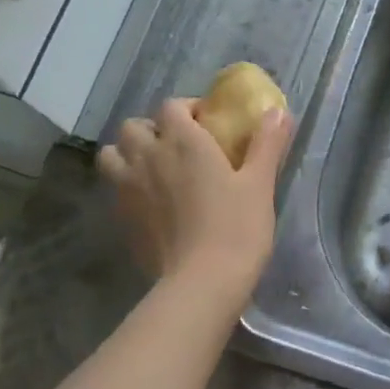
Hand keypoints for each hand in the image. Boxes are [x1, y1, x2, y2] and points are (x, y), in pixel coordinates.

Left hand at [97, 97, 291, 291]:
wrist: (202, 282)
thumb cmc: (237, 227)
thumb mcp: (260, 183)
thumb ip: (267, 143)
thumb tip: (278, 111)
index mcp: (184, 141)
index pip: (171, 106)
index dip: (187, 109)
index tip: (207, 123)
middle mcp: (149, 156)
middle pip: (133, 126)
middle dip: (152, 129)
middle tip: (176, 146)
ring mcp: (128, 188)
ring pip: (111, 154)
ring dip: (128, 153)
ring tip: (152, 169)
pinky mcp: (121, 218)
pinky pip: (113, 188)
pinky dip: (125, 186)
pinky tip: (150, 203)